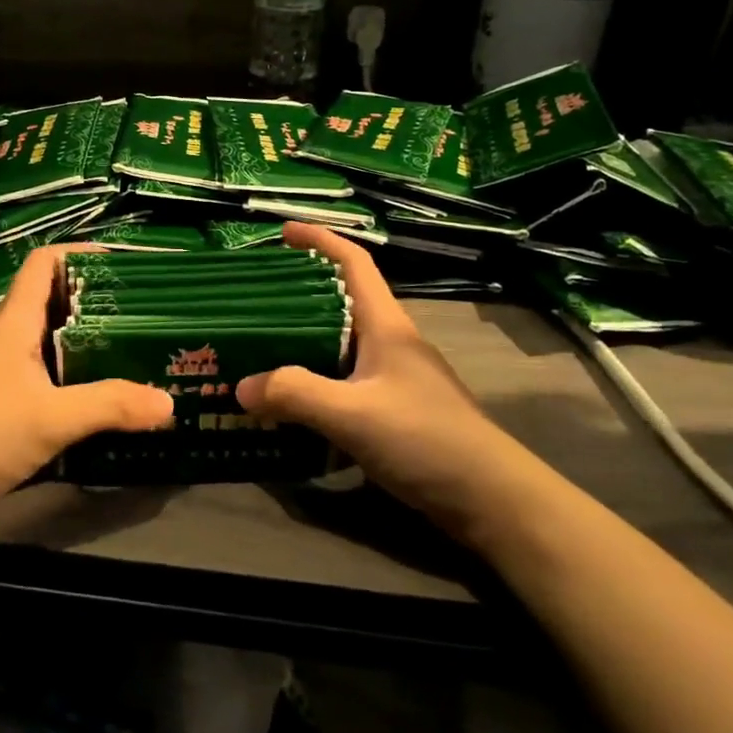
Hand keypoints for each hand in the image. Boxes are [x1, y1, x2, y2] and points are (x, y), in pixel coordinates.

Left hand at [0, 245, 173, 516]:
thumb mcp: (52, 419)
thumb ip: (110, 406)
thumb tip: (168, 401)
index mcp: (15, 324)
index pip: (44, 263)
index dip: (80, 252)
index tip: (122, 262)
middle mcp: (6, 337)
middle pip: (52, 299)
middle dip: (95, 299)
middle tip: (140, 311)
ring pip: (47, 338)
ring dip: (84, 339)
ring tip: (128, 349)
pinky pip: (42, 371)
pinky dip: (70, 372)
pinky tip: (95, 395)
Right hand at [236, 223, 525, 528]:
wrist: (491, 500)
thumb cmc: (425, 438)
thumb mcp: (353, 413)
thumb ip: (295, 395)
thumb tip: (241, 387)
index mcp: (385, 326)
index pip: (353, 263)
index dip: (319, 240)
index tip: (282, 232)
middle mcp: (390, 343)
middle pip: (341, 302)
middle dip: (298, 294)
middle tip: (253, 301)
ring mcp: (394, 378)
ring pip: (339, 345)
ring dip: (302, 342)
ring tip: (260, 349)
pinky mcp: (394, 410)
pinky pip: (343, 381)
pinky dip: (314, 381)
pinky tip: (290, 402)